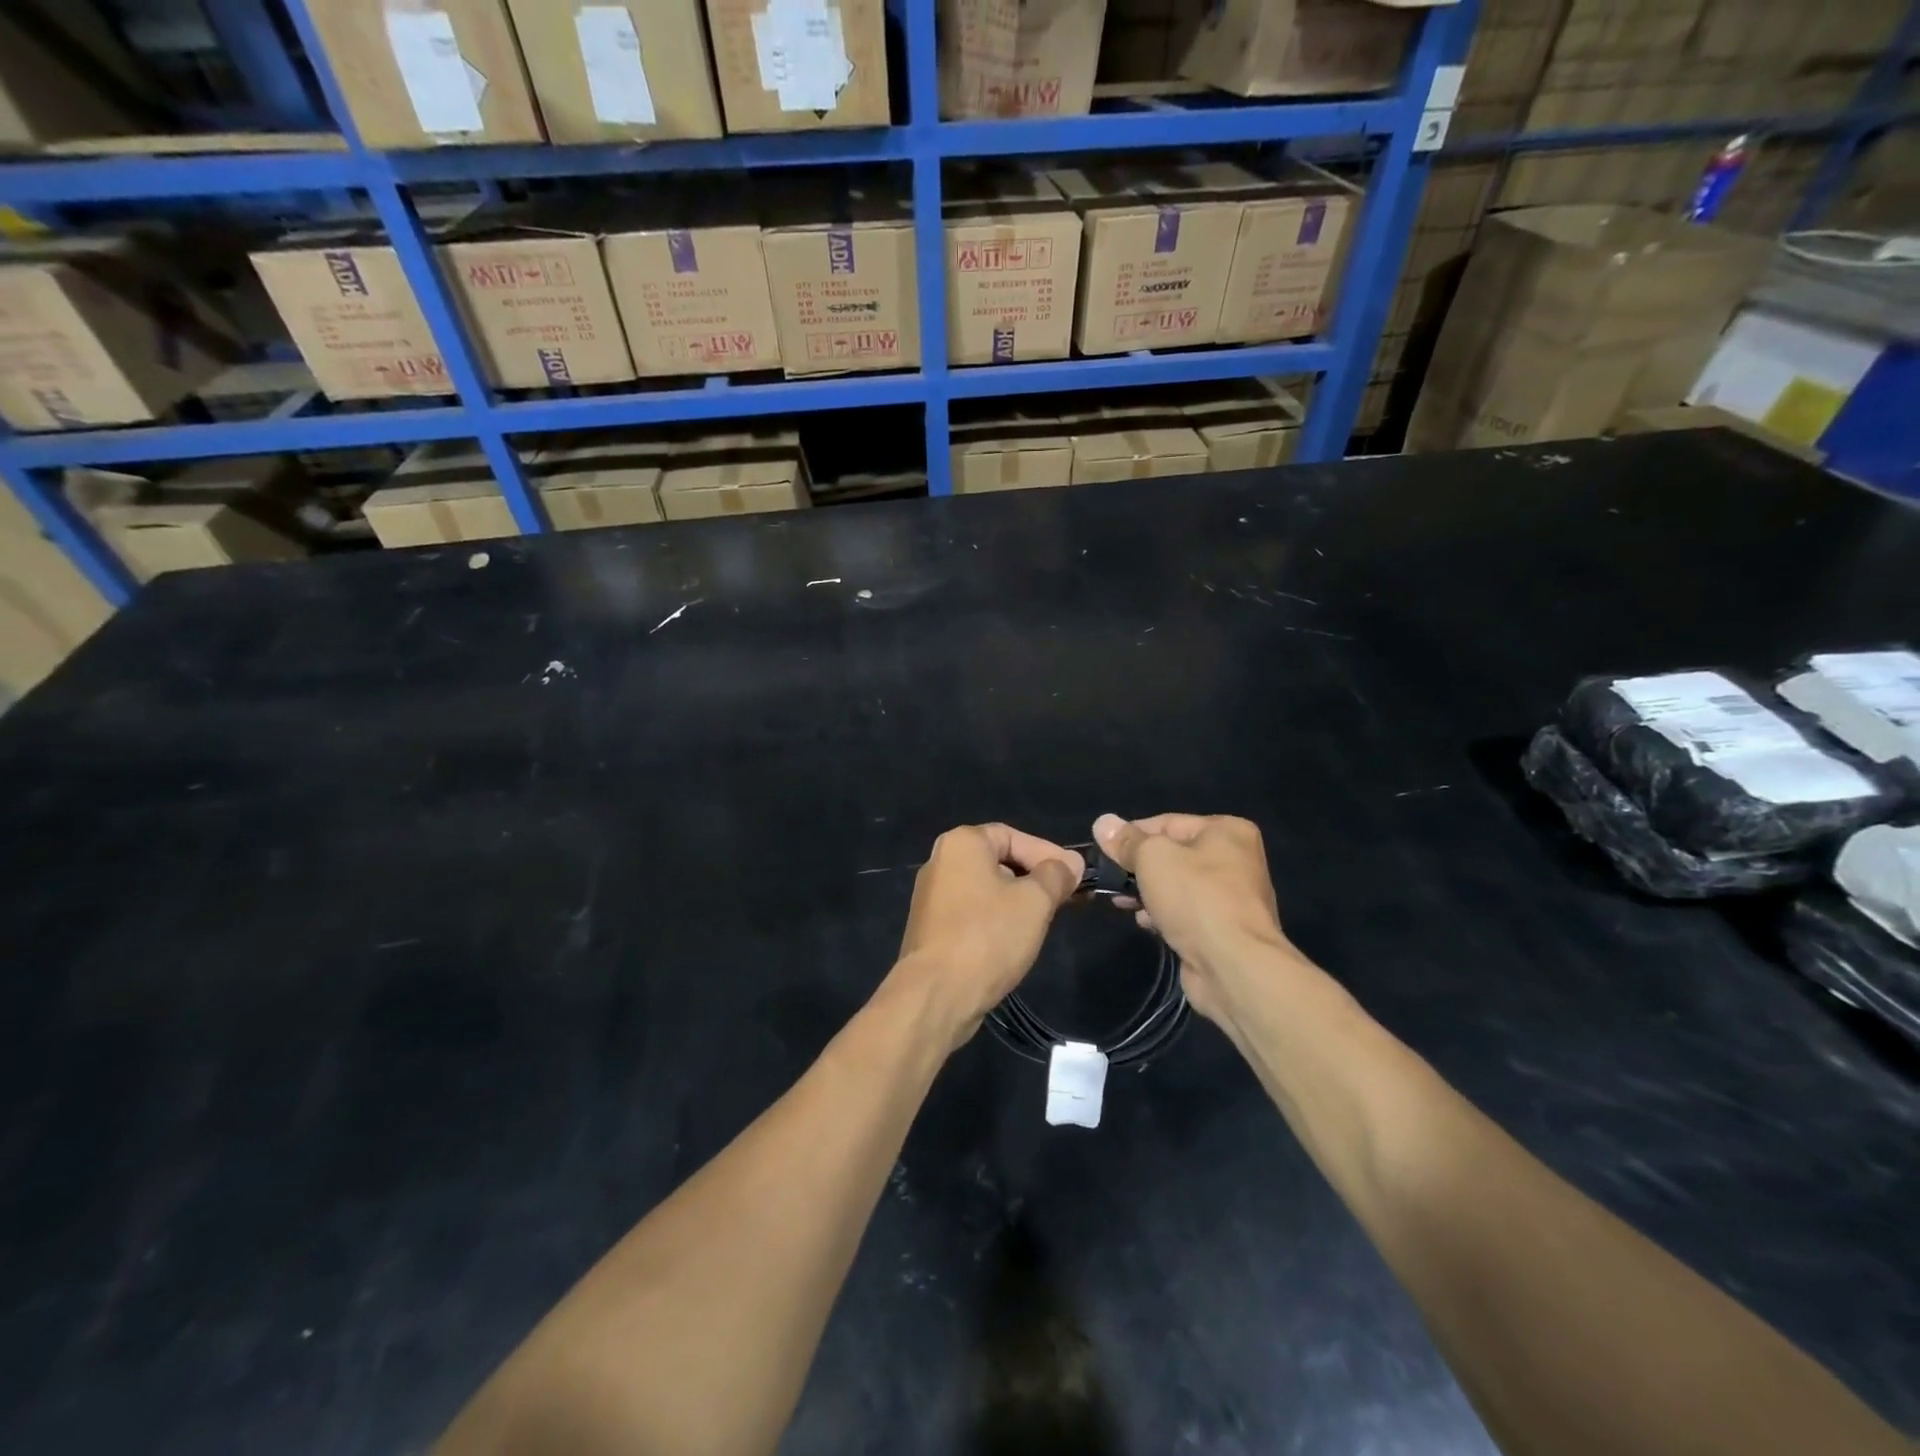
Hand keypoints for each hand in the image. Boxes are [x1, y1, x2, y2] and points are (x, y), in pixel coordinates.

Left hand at [889, 824, 1084, 1050]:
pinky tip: (1016, 939)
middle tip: (1066, 898)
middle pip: (999, 860)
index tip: (1075, 876)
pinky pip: (973, 912)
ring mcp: (932, 896)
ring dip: (1019, 901)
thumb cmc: (988, 935)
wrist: (936, 994)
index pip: (1014, 836)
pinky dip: (997, 919)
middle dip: (1036, 878)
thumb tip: (1071, 863)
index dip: (1048, 853)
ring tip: (1047, 920)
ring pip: (987, 889)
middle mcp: (941, 861)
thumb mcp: (1035, 901)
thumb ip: (1056, 875)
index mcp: (962, 843)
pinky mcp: (932, 928)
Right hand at [1092, 813, 1305, 1024]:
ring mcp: (1232, 897)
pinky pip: (1185, 912)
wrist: (1233, 966)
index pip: (1167, 823)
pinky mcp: (1223, 928)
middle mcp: (1235, 859)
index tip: (1103, 850)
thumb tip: (1103, 823)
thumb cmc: (1196, 898)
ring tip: (1122, 902)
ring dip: (1148, 892)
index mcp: (1227, 831)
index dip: (1132, 835)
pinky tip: (1145, 923)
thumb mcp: (1152, 858)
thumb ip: (1127, 841)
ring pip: (1177, 885)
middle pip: (1173, 855)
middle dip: (1138, 867)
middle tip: (1109, 879)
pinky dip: (1163, 914)